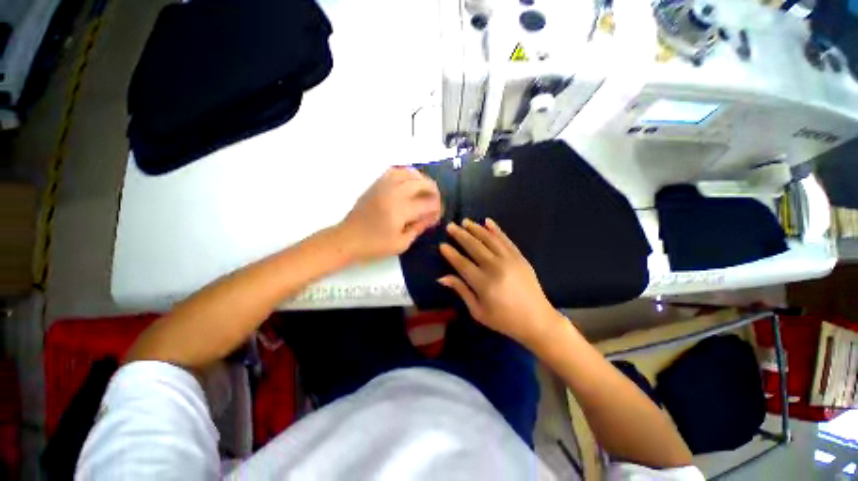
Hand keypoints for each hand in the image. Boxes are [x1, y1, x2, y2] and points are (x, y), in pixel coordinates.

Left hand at [337, 167, 441, 261]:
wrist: (347, 239)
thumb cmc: (374, 246)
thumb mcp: (401, 244)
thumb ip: (418, 228)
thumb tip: (431, 217)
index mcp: (400, 210)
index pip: (427, 203)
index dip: (437, 207)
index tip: (439, 213)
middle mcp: (393, 194)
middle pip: (420, 183)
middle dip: (433, 189)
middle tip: (436, 198)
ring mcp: (383, 187)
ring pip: (407, 173)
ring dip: (420, 178)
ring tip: (425, 187)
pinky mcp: (375, 185)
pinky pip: (393, 171)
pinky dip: (405, 173)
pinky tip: (409, 181)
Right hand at [438, 219, 560, 347]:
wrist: (537, 319)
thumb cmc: (504, 320)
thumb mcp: (478, 311)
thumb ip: (461, 291)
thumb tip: (442, 277)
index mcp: (484, 284)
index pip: (462, 263)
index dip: (451, 253)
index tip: (442, 244)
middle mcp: (496, 267)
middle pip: (474, 246)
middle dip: (460, 235)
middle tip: (450, 226)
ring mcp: (510, 260)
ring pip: (489, 239)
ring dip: (476, 228)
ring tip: (465, 221)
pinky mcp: (520, 257)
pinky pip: (506, 239)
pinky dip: (496, 229)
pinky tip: (488, 221)